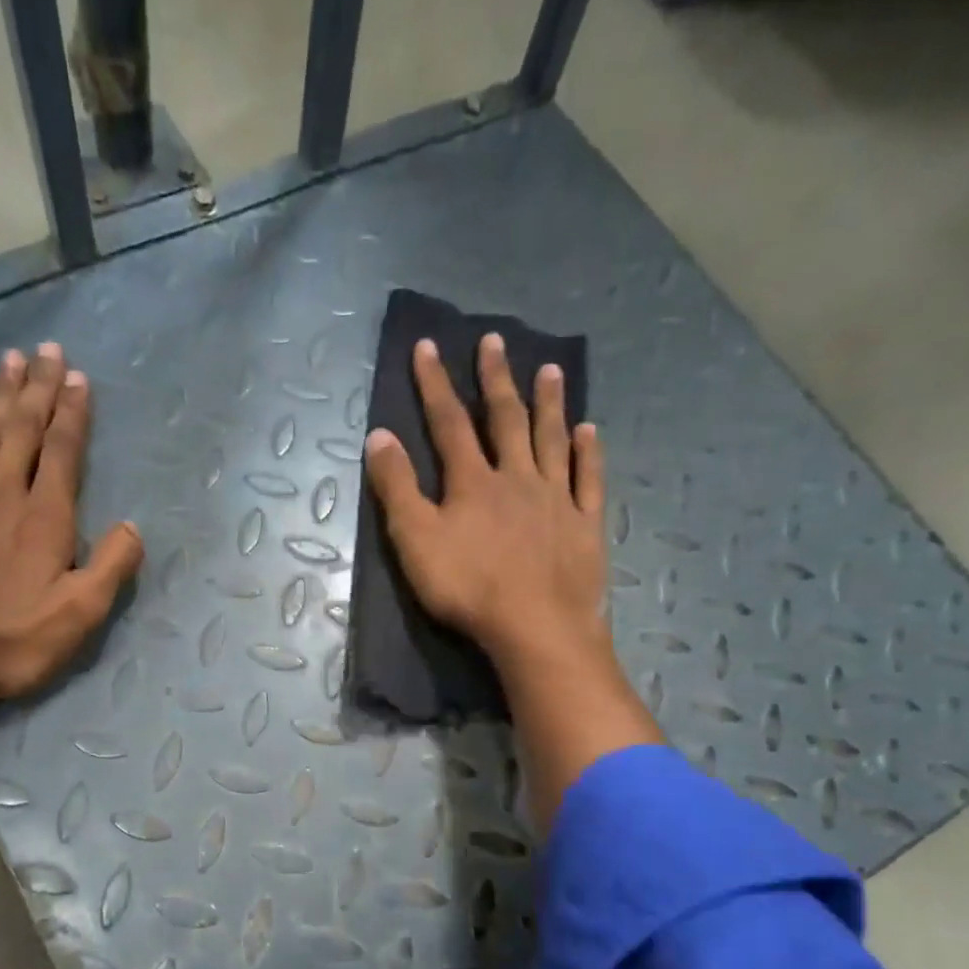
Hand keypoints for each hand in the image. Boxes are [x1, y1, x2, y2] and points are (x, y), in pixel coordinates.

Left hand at [0, 343, 143, 700]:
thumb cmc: (7, 637)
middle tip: (48, 349)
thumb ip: (111, 568)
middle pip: (24, 427)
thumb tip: (132, 526)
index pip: (63, 451)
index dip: (73, 413)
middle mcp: (4, 490)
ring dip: (2, 392)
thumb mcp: (76, 616)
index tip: (79, 377)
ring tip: (13, 359)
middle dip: (39, 387)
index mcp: (45, 517)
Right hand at [363, 333, 658, 828]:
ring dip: (548, 404)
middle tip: (494, 341)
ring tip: (549, 369)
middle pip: (505, 420)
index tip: (428, 346)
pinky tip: (589, 431)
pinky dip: (588, 453)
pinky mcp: (584, 525)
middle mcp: (517, 478)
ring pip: (551, 440)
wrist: (534, 627)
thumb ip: (397, 488)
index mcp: (472, 482)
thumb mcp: (415, 541)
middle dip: (494, 380)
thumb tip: (379, 437)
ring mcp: (556, 499)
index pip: (449, 424)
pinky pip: (588, 479)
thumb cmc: (467, 588)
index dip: (435, 385)